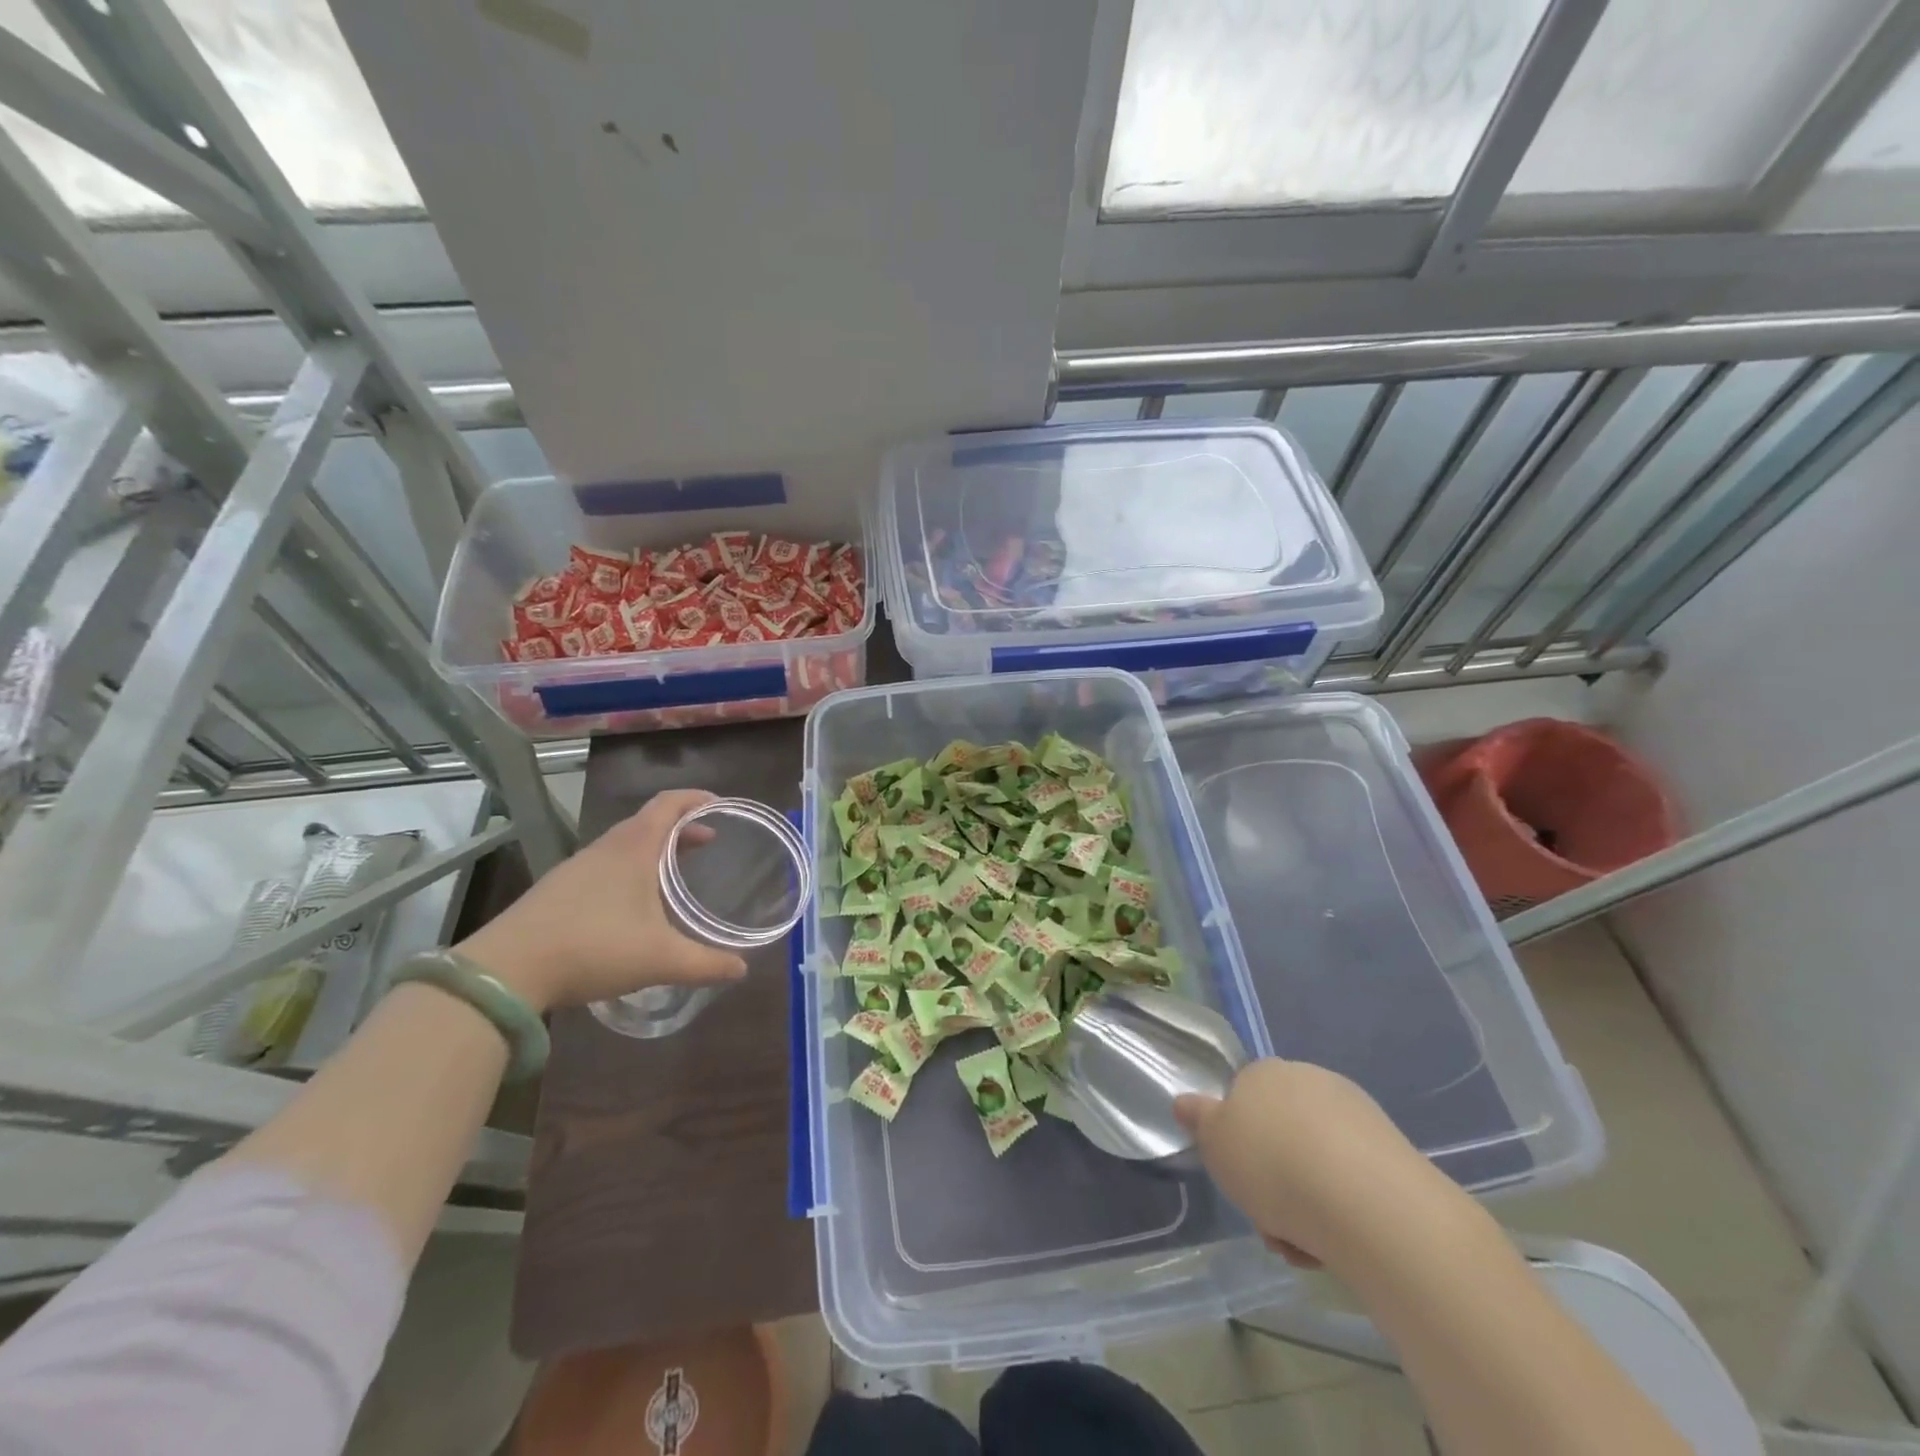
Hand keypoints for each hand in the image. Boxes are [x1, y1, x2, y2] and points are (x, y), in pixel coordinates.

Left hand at [456, 789, 747, 1011]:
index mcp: (633, 848)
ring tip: (675, 873)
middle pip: (648, 822)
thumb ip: (705, 964)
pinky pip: (605, 866)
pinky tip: (633, 904)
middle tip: (708, 843)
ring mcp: (577, 869)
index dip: (696, 799)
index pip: (669, 804)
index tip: (721, 806)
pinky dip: (630, 869)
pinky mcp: (557, 891)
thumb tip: (741, 970)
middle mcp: (605, 849)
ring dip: (654, 849)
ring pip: (624, 845)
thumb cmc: (593, 948)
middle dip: (681, 828)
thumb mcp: (660, 959)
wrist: (506, 971)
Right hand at [1175, 1059, 1454, 1272]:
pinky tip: (1335, 1243)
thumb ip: (1199, 1119)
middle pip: (1281, 1133)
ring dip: (1304, 1201)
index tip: (1239, 1179)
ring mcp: (1355, 1113)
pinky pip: (1352, 1180)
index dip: (1237, 1143)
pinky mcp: (1393, 1150)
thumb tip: (1184, 1101)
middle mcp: (1309, 1080)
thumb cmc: (1271, 1163)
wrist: (1363, 1201)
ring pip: (1316, 1161)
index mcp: (1264, 1072)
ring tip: (1302, 1244)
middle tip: (1268, 1220)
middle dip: (1273, 1178)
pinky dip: (1340, 1209)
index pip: (1243, 1099)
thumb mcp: (1214, 1142)